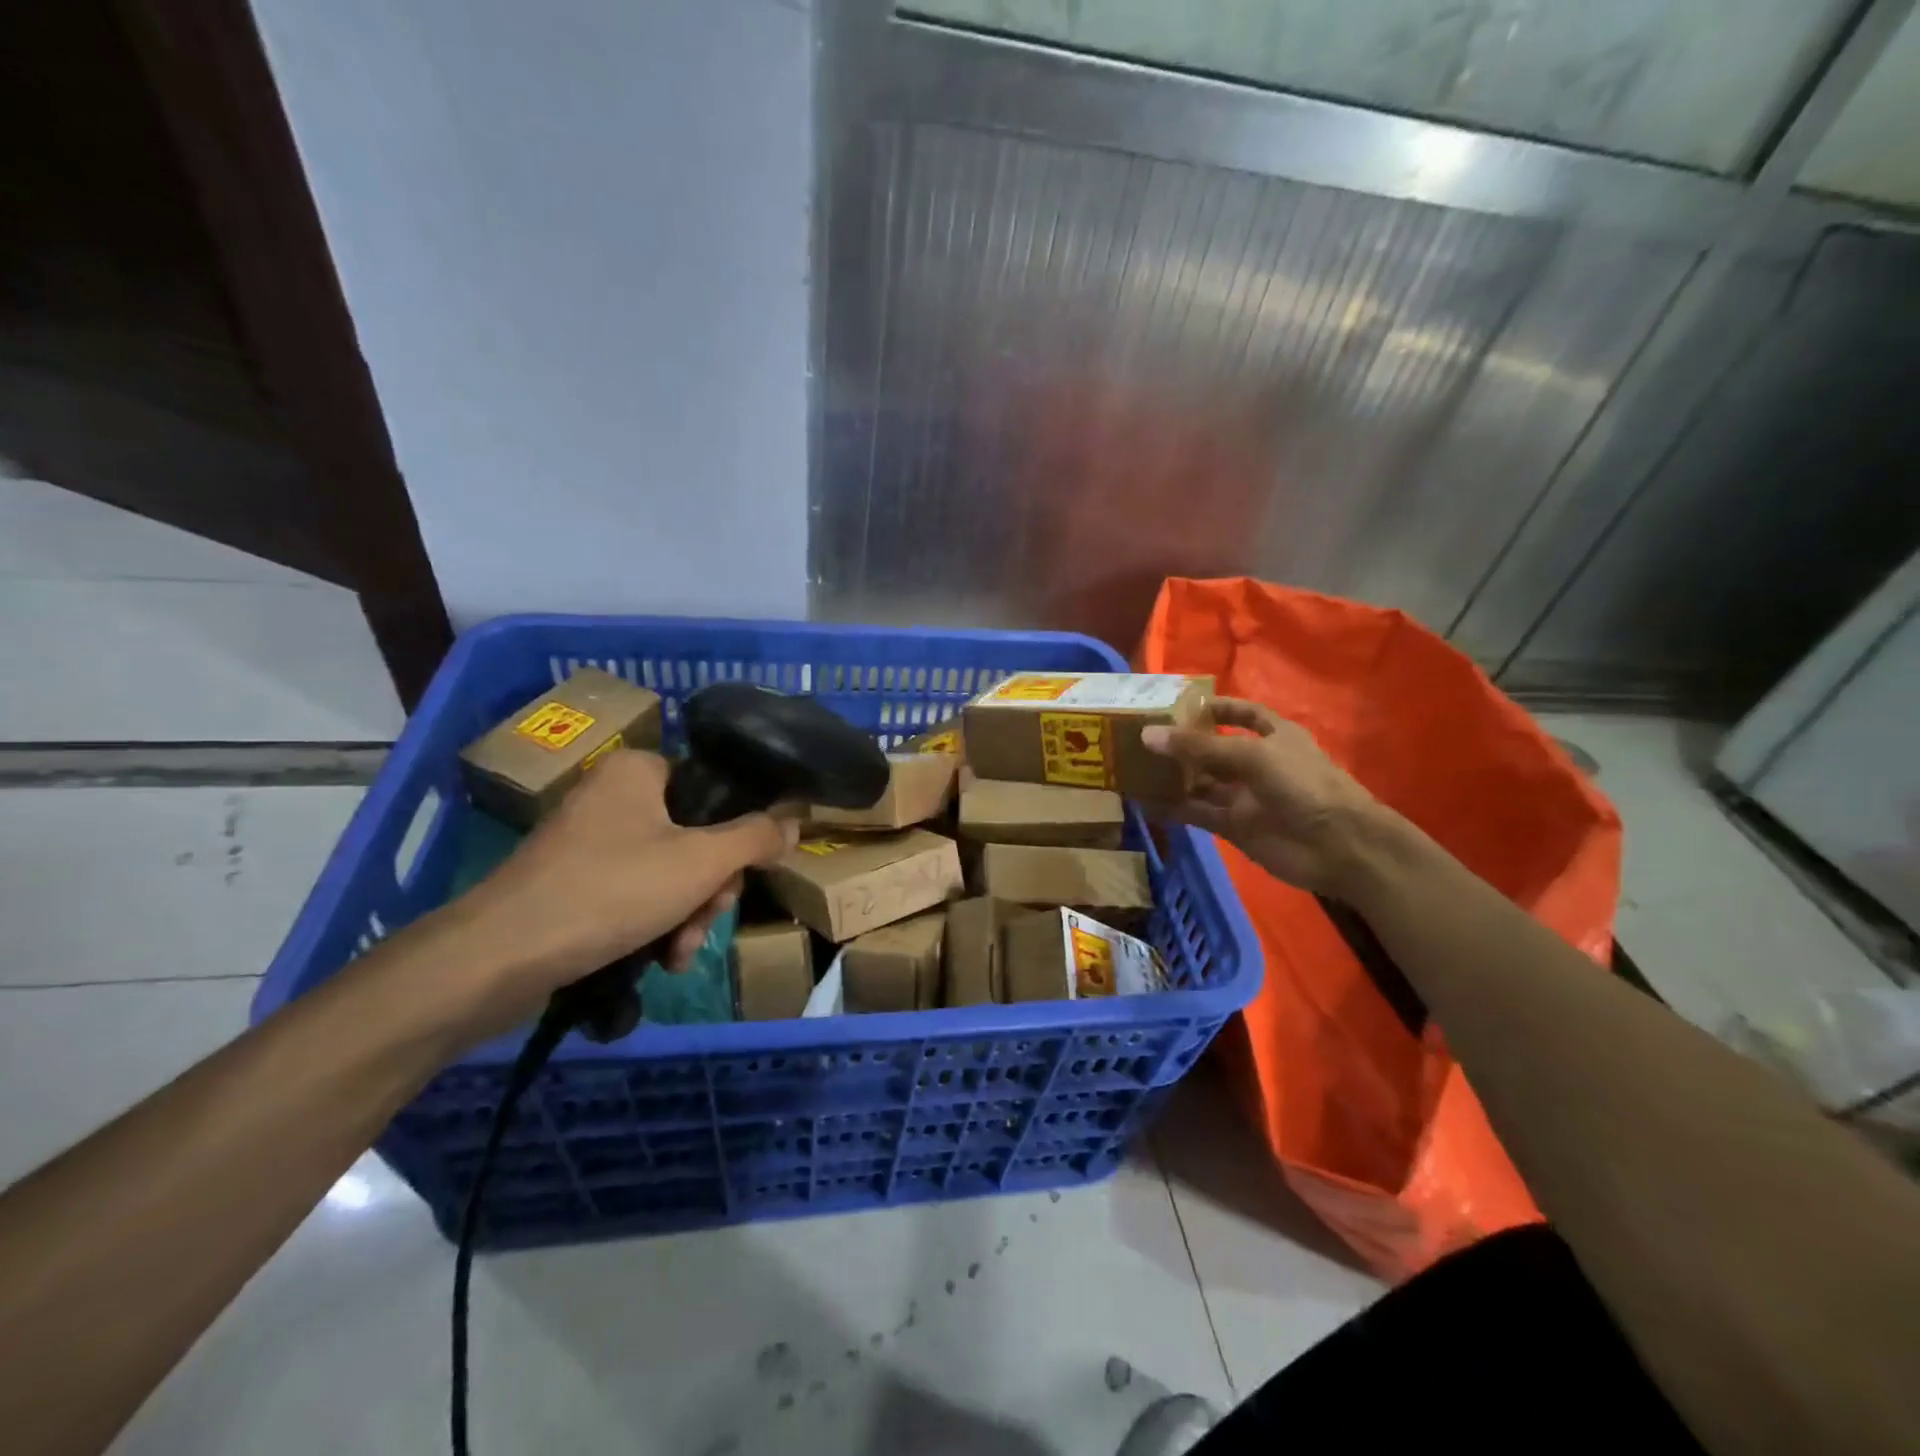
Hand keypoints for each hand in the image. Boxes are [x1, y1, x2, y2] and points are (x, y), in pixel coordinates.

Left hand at [445, 750, 797, 1038]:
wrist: (500, 957)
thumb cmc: (611, 891)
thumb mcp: (702, 863)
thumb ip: (755, 838)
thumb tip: (793, 821)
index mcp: (638, 770)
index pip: (712, 790)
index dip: (736, 835)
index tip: (736, 876)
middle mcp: (611, 795)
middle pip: (694, 835)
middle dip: (709, 888)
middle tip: (707, 919)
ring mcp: (587, 840)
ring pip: (668, 870)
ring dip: (687, 913)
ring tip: (679, 953)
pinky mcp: (571, 881)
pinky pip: (634, 892)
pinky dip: (654, 922)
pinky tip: (660, 959)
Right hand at [1141, 698, 1380, 896]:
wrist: (1339, 846)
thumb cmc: (1303, 785)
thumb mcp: (1252, 755)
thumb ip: (1200, 747)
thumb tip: (1148, 734)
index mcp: (1274, 736)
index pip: (1243, 714)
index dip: (1217, 708)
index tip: (1181, 706)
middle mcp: (1257, 763)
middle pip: (1215, 749)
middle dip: (1184, 744)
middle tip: (1141, 736)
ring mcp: (1245, 796)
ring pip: (1202, 783)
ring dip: (1173, 777)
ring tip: (1135, 768)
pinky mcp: (1235, 826)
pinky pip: (1198, 813)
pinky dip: (1174, 808)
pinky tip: (1145, 802)